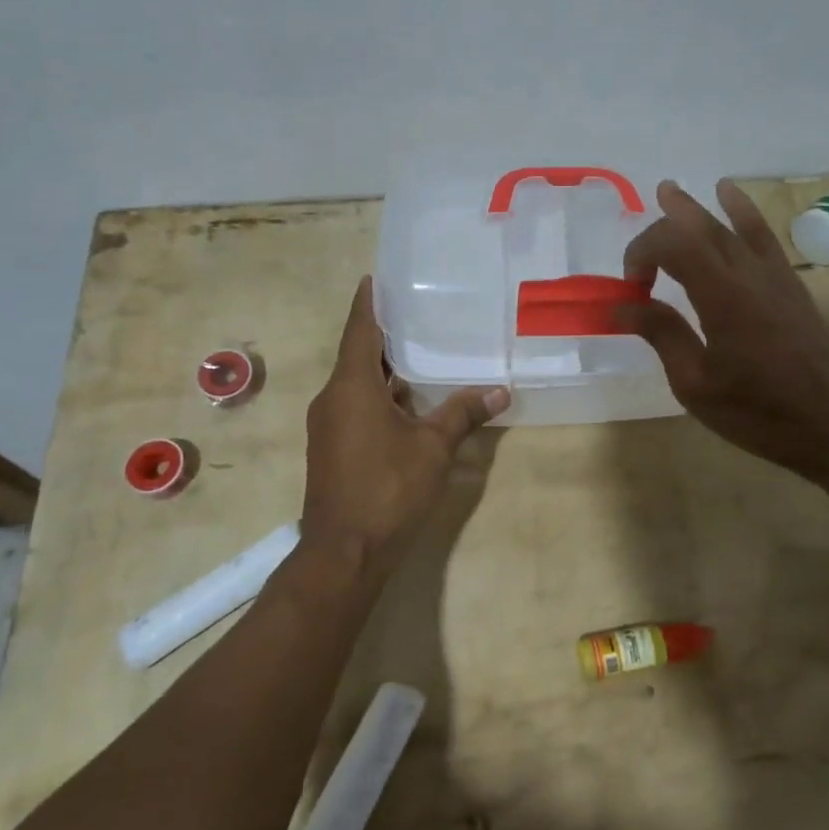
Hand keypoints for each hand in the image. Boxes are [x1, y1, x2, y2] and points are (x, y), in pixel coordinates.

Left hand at [301, 278, 508, 581]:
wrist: (344, 552)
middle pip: (358, 354)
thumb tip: (500, 390)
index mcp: (351, 386)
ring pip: (357, 382)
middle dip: (384, 333)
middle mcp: (333, 398)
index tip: (375, 277)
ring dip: (384, 367)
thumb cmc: (387, 488)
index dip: (368, 301)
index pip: (359, 329)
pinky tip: (409, 399)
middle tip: (418, 310)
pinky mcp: (332, 447)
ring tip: (421, 349)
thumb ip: (463, 414)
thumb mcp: (433, 447)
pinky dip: (380, 394)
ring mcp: (328, 424)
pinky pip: (356, 405)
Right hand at [616, 180, 828, 480]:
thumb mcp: (696, 383)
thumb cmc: (758, 411)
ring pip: (730, 225)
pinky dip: (742, 212)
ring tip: (671, 191)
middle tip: (636, 237)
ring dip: (697, 208)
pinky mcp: (790, 283)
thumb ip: (663, 334)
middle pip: (699, 228)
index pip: (672, 245)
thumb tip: (625, 304)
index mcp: (720, 295)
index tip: (632, 288)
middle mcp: (747, 272)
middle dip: (663, 224)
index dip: (641, 253)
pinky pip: (762, 235)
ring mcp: (773, 274)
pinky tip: (731, 196)